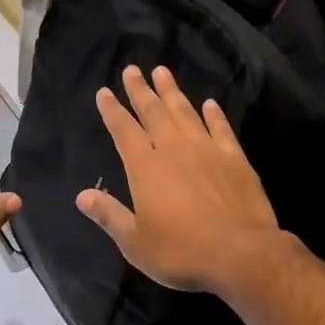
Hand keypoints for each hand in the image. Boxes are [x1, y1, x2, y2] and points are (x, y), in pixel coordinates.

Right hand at [75, 65, 283, 295]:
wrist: (242, 254)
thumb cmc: (182, 251)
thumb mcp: (136, 242)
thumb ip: (109, 215)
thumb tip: (82, 195)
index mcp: (146, 168)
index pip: (124, 130)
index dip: (112, 110)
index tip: (105, 92)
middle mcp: (173, 150)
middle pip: (153, 112)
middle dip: (140, 90)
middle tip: (132, 69)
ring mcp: (207, 150)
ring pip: (185, 112)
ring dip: (172, 92)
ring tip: (162, 72)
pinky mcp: (235, 159)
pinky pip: (221, 129)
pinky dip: (214, 114)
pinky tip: (211, 104)